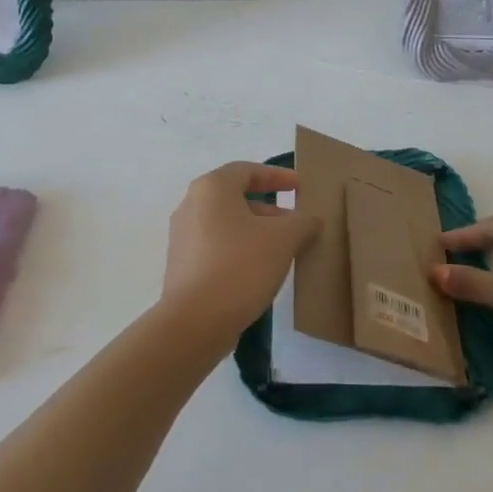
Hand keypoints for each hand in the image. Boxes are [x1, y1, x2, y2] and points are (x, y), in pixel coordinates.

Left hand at [161, 162, 319, 343]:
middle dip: (270, 208)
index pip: (247, 170)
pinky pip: (216, 246)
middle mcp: (191, 205)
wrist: (195, 321)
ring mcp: (183, 236)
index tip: (300, 186)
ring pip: (227, 223)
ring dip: (256, 231)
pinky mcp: (182, 264)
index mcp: (212, 189)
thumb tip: (310, 220)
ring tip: (284, 249)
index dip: (276, 176)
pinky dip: (240, 249)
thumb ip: (302, 222)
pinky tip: (260, 270)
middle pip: (235, 197)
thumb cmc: (240, 266)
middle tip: (297, 223)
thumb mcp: (283, 239)